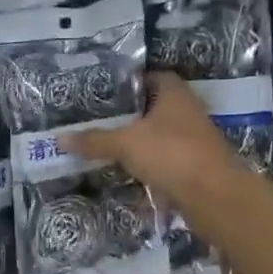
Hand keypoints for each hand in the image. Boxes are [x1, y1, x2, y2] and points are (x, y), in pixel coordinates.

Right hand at [64, 73, 237, 204]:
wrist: (214, 196)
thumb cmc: (171, 154)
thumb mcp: (125, 144)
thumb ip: (94, 140)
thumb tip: (58, 138)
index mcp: (175, 95)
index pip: (155, 77)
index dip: (134, 82)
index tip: (110, 92)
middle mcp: (189, 111)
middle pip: (158, 106)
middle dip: (134, 112)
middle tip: (103, 118)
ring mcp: (196, 140)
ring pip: (163, 133)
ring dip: (143, 138)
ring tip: (112, 143)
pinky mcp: (196, 166)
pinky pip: (168, 158)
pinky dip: (152, 161)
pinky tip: (131, 169)